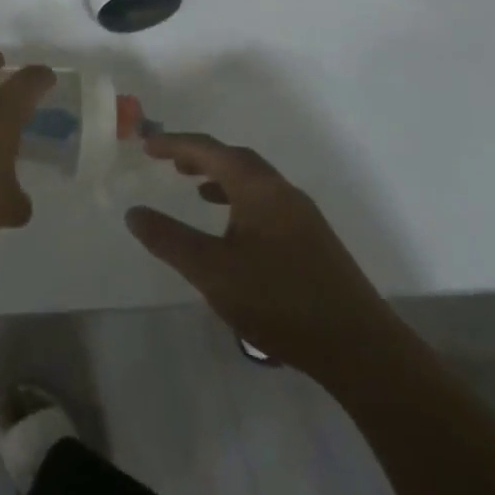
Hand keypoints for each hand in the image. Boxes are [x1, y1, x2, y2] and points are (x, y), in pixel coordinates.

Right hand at [124, 132, 402, 380]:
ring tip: (195, 189)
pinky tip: (232, 231)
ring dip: (221, 178)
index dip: (175, 144)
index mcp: (259, 189)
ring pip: (254, 182)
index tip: (146, 145)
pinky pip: (266, 204)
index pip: (210, 150)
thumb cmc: (279, 301)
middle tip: (168, 161)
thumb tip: (134, 213)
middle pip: (236, 160)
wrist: (360, 350)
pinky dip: (239, 201)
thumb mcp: (211, 271)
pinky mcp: (313, 243)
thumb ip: (168, 239)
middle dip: (200, 156)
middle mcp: (283, 193)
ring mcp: (303, 218)